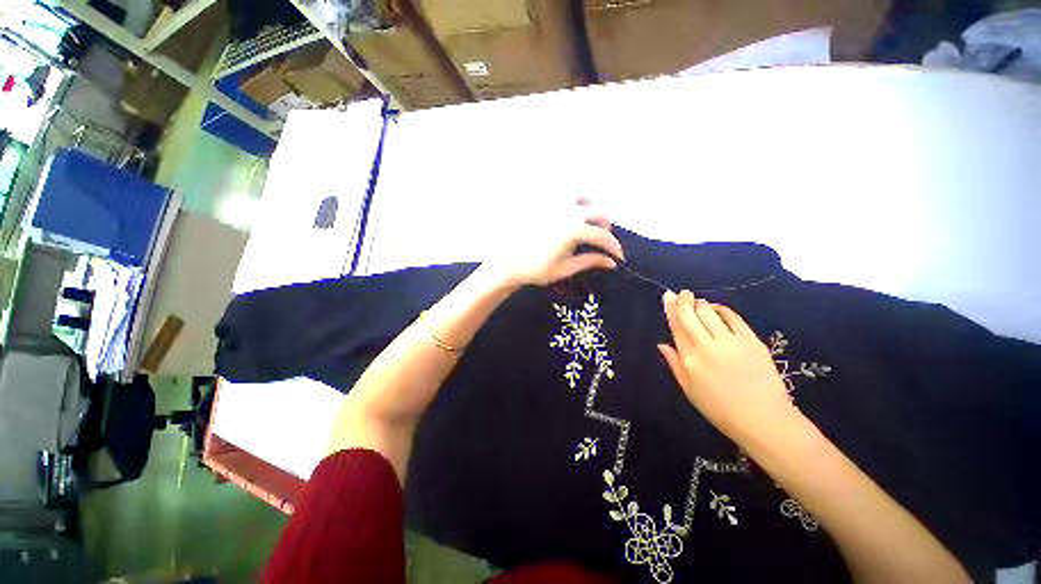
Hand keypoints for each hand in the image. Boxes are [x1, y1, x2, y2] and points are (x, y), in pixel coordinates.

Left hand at [489, 202, 624, 287]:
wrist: (507, 264)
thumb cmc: (535, 269)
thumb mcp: (565, 269)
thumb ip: (590, 262)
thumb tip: (611, 262)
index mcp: (573, 230)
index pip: (603, 236)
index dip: (614, 247)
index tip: (618, 257)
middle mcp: (566, 212)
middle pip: (598, 213)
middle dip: (605, 228)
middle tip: (601, 242)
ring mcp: (554, 205)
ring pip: (582, 196)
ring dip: (591, 208)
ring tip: (587, 223)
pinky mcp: (542, 203)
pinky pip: (563, 194)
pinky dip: (572, 200)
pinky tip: (570, 214)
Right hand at [658, 290, 799, 443]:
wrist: (763, 419)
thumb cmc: (720, 409)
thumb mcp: (689, 390)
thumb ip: (674, 364)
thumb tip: (662, 344)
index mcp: (689, 358)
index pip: (676, 326)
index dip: (670, 309)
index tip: (667, 295)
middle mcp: (707, 345)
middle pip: (691, 314)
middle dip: (684, 300)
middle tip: (682, 293)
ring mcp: (730, 341)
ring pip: (710, 312)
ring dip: (701, 303)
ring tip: (697, 301)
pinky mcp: (751, 340)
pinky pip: (733, 317)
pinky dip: (722, 309)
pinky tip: (717, 308)